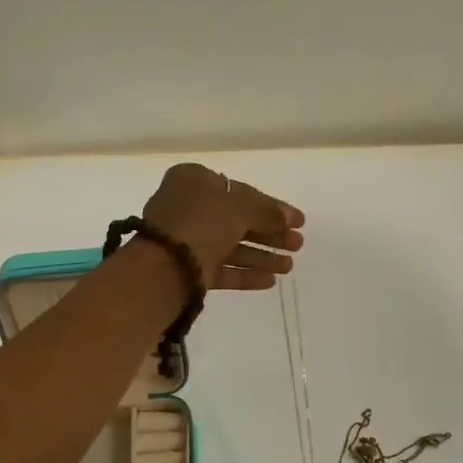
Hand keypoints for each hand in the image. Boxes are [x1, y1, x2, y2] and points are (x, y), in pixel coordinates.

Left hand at [141, 163, 304, 289]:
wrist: (164, 267)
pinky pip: (221, 269)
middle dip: (270, 234)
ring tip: (289, 267)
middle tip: (297, 245)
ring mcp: (186, 240)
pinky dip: (245, 274)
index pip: (242, 192)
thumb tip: (288, 218)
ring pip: (231, 246)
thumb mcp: (240, 208)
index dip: (272, 207)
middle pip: (238, 220)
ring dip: (262, 256)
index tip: (298, 222)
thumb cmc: (201, 223)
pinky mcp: (186, 270)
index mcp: (194, 180)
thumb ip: (268, 211)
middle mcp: (188, 207)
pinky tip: (270, 281)